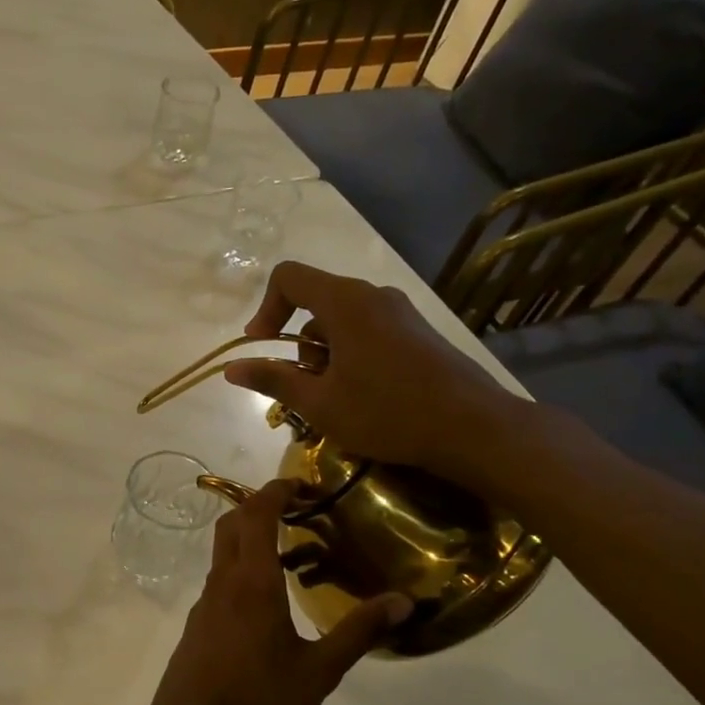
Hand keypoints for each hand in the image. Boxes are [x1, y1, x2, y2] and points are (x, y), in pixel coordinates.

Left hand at [147, 481, 409, 704]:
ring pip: (223, 551)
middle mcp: (223, 581)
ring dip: (251, 538)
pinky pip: (221, 578)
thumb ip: (358, 632)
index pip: (256, 515)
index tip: (300, 483)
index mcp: (252, 582)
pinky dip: (243, 567)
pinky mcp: (198, 622)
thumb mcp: (319, 671)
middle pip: (232, 524)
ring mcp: (205, 602)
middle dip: (259, 505)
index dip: (275, 491)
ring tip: (294, 553)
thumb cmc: (258, 699)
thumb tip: (404, 601)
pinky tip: (270, 599)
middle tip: (297, 509)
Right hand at [221, 262, 527, 483]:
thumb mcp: (319, 403)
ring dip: (324, 354)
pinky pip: (368, 330)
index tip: (262, 347)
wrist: (472, 427)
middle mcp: (373, 295)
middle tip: (302, 388)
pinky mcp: (417, 331)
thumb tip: (232, 368)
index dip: (265, 308)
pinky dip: (350, 354)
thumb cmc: (387, 412)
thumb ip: (273, 380)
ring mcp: (400, 312)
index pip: (288, 277)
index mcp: (345, 303)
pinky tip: (362, 395)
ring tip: (333, 399)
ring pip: (342, 320)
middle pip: (315, 302)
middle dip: (297, 343)